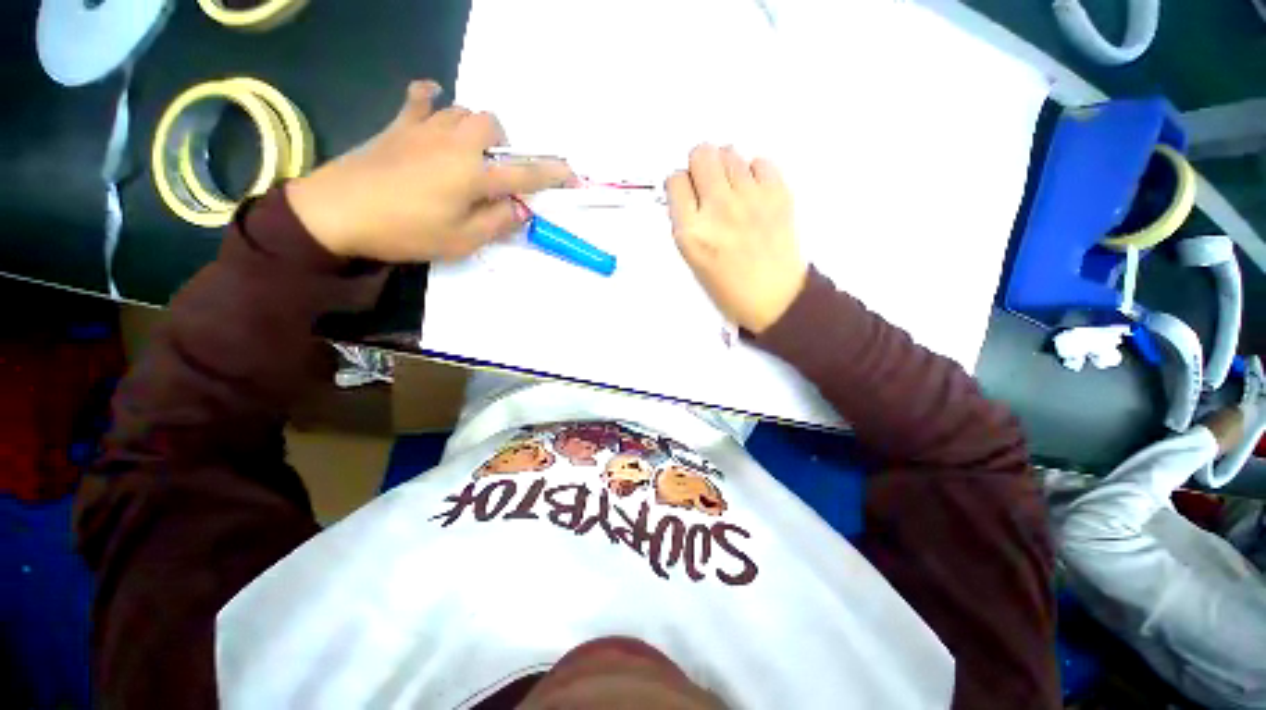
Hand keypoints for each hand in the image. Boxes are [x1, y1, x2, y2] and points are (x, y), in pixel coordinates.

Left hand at [286, 80, 573, 261]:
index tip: (572, 176)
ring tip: (469, 152)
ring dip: (475, 129)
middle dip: (504, 145)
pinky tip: (435, 101)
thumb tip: (520, 208)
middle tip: (495, 171)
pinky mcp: (398, 126)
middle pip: (492, 126)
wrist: (337, 213)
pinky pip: (419, 98)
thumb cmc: (406, 232)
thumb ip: (497, 223)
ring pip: (463, 111)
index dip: (552, 175)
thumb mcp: (461, 241)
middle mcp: (455, 144)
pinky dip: (431, 97)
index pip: (525, 173)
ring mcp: (424, 129)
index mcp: (474, 175)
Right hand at [666, 145, 807, 333]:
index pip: (675, 180)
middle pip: (701, 153)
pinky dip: (754, 173)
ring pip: (729, 152)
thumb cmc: (728, 287)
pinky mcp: (778, 193)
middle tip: (708, 184)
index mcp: (692, 232)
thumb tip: (689, 190)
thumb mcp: (692, 260)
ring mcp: (750, 198)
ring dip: (727, 168)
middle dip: (700, 165)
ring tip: (734, 192)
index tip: (687, 194)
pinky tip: (754, 194)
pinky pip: (760, 161)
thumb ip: (686, 223)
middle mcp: (718, 209)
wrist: (774, 298)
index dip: (680, 185)